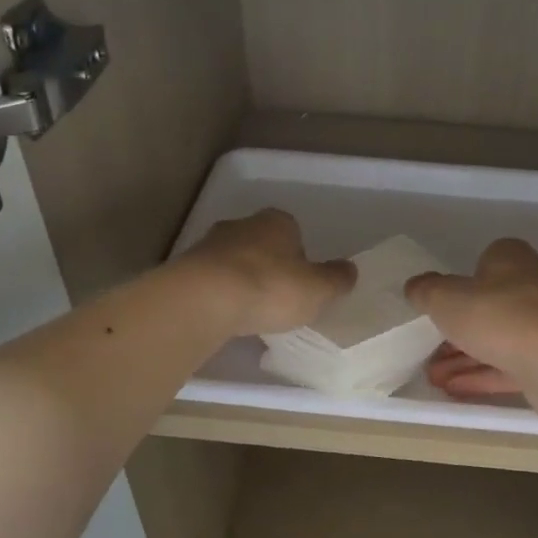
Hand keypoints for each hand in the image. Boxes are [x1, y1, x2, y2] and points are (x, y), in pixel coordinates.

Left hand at [177, 209, 354, 336]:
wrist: (205, 299)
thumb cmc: (271, 288)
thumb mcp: (318, 290)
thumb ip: (336, 280)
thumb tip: (350, 270)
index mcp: (278, 222)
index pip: (294, 232)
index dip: (300, 258)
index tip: (301, 284)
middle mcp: (243, 225)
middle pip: (262, 244)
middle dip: (269, 266)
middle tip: (277, 298)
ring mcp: (210, 244)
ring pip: (234, 261)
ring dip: (242, 280)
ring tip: (250, 312)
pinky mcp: (187, 268)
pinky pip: (212, 280)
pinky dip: (220, 294)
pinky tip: (226, 316)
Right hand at [404, 239, 537, 405]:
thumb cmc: (498, 315)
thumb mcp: (446, 298)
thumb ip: (427, 291)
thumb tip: (416, 286)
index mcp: (512, 259)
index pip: (486, 261)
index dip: (462, 282)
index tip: (441, 304)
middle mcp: (534, 286)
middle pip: (490, 305)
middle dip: (458, 330)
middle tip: (429, 349)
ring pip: (498, 340)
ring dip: (465, 358)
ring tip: (432, 377)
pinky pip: (510, 367)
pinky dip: (483, 377)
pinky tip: (454, 391)